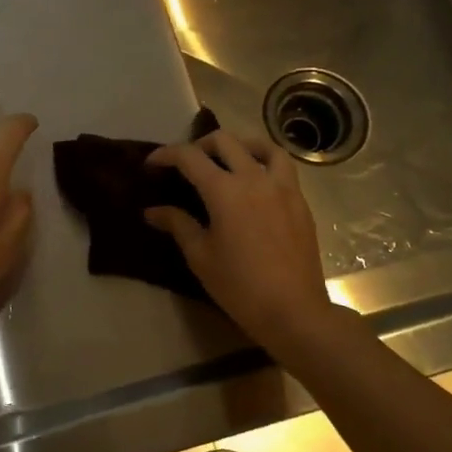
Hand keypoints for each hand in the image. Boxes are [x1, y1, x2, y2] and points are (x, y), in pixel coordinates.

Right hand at [146, 131, 335, 352]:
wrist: (293, 310)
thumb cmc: (239, 286)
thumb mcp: (200, 256)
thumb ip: (177, 224)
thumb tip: (152, 210)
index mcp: (225, 190)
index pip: (190, 157)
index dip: (166, 155)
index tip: (151, 164)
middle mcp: (255, 178)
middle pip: (225, 141)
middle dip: (200, 145)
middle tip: (186, 164)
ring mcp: (283, 187)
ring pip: (263, 146)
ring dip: (239, 145)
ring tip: (228, 160)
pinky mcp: (300, 201)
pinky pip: (283, 167)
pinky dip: (264, 163)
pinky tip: (256, 184)